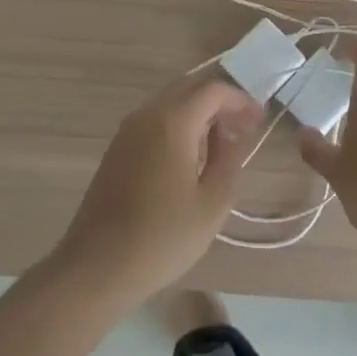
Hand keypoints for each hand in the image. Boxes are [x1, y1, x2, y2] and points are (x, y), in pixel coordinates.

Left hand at [51, 72, 263, 303]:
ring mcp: (127, 131)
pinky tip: (190, 157)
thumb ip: (228, 160)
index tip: (259, 120)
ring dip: (198, 114)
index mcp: (173, 122)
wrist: (97, 266)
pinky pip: (154, 121)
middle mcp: (147, 115)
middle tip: (243, 126)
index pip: (213, 91)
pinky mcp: (117, 149)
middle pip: (189, 89)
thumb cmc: (162, 237)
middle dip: (219, 102)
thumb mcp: (212, 204)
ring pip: (170, 103)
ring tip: (221, 143)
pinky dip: (178, 126)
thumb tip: (230, 136)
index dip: (240, 100)